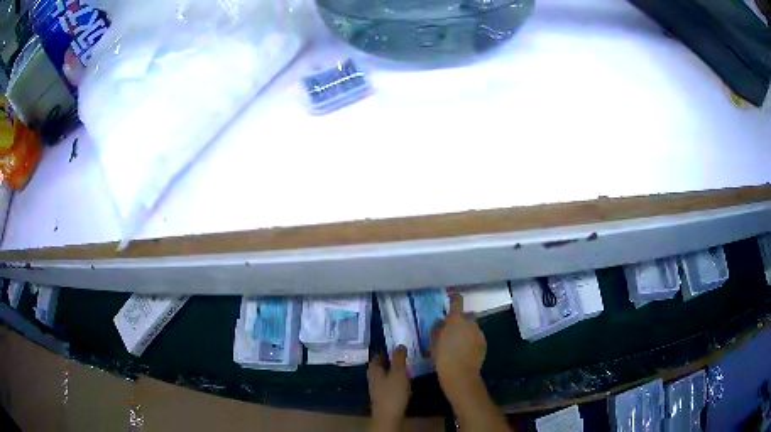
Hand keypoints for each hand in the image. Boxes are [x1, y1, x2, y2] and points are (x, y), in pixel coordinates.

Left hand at [368, 345, 410, 430]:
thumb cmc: (392, 393)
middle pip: (380, 364)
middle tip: (402, 351)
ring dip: (393, 368)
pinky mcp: (384, 395)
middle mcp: (373, 377)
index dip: (384, 347)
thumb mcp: (398, 373)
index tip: (393, 341)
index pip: (377, 354)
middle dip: (389, 358)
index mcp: (374, 369)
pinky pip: (389, 382)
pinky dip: (396, 378)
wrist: (388, 416)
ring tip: (406, 364)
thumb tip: (399, 345)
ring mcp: (378, 387)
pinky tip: (405, 379)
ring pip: (385, 373)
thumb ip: (398, 359)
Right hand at [430, 294, 486, 399]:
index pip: (457, 302)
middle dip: (460, 321)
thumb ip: (437, 329)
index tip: (451, 298)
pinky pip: (477, 337)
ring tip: (459, 344)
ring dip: (467, 331)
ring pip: (472, 327)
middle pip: (466, 316)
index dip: (454, 299)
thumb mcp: (433, 343)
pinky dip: (472, 340)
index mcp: (455, 320)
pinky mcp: (484, 343)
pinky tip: (466, 351)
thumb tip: (441, 322)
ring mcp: (479, 333)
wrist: (460, 374)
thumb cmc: (442, 357)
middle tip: (452, 332)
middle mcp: (470, 323)